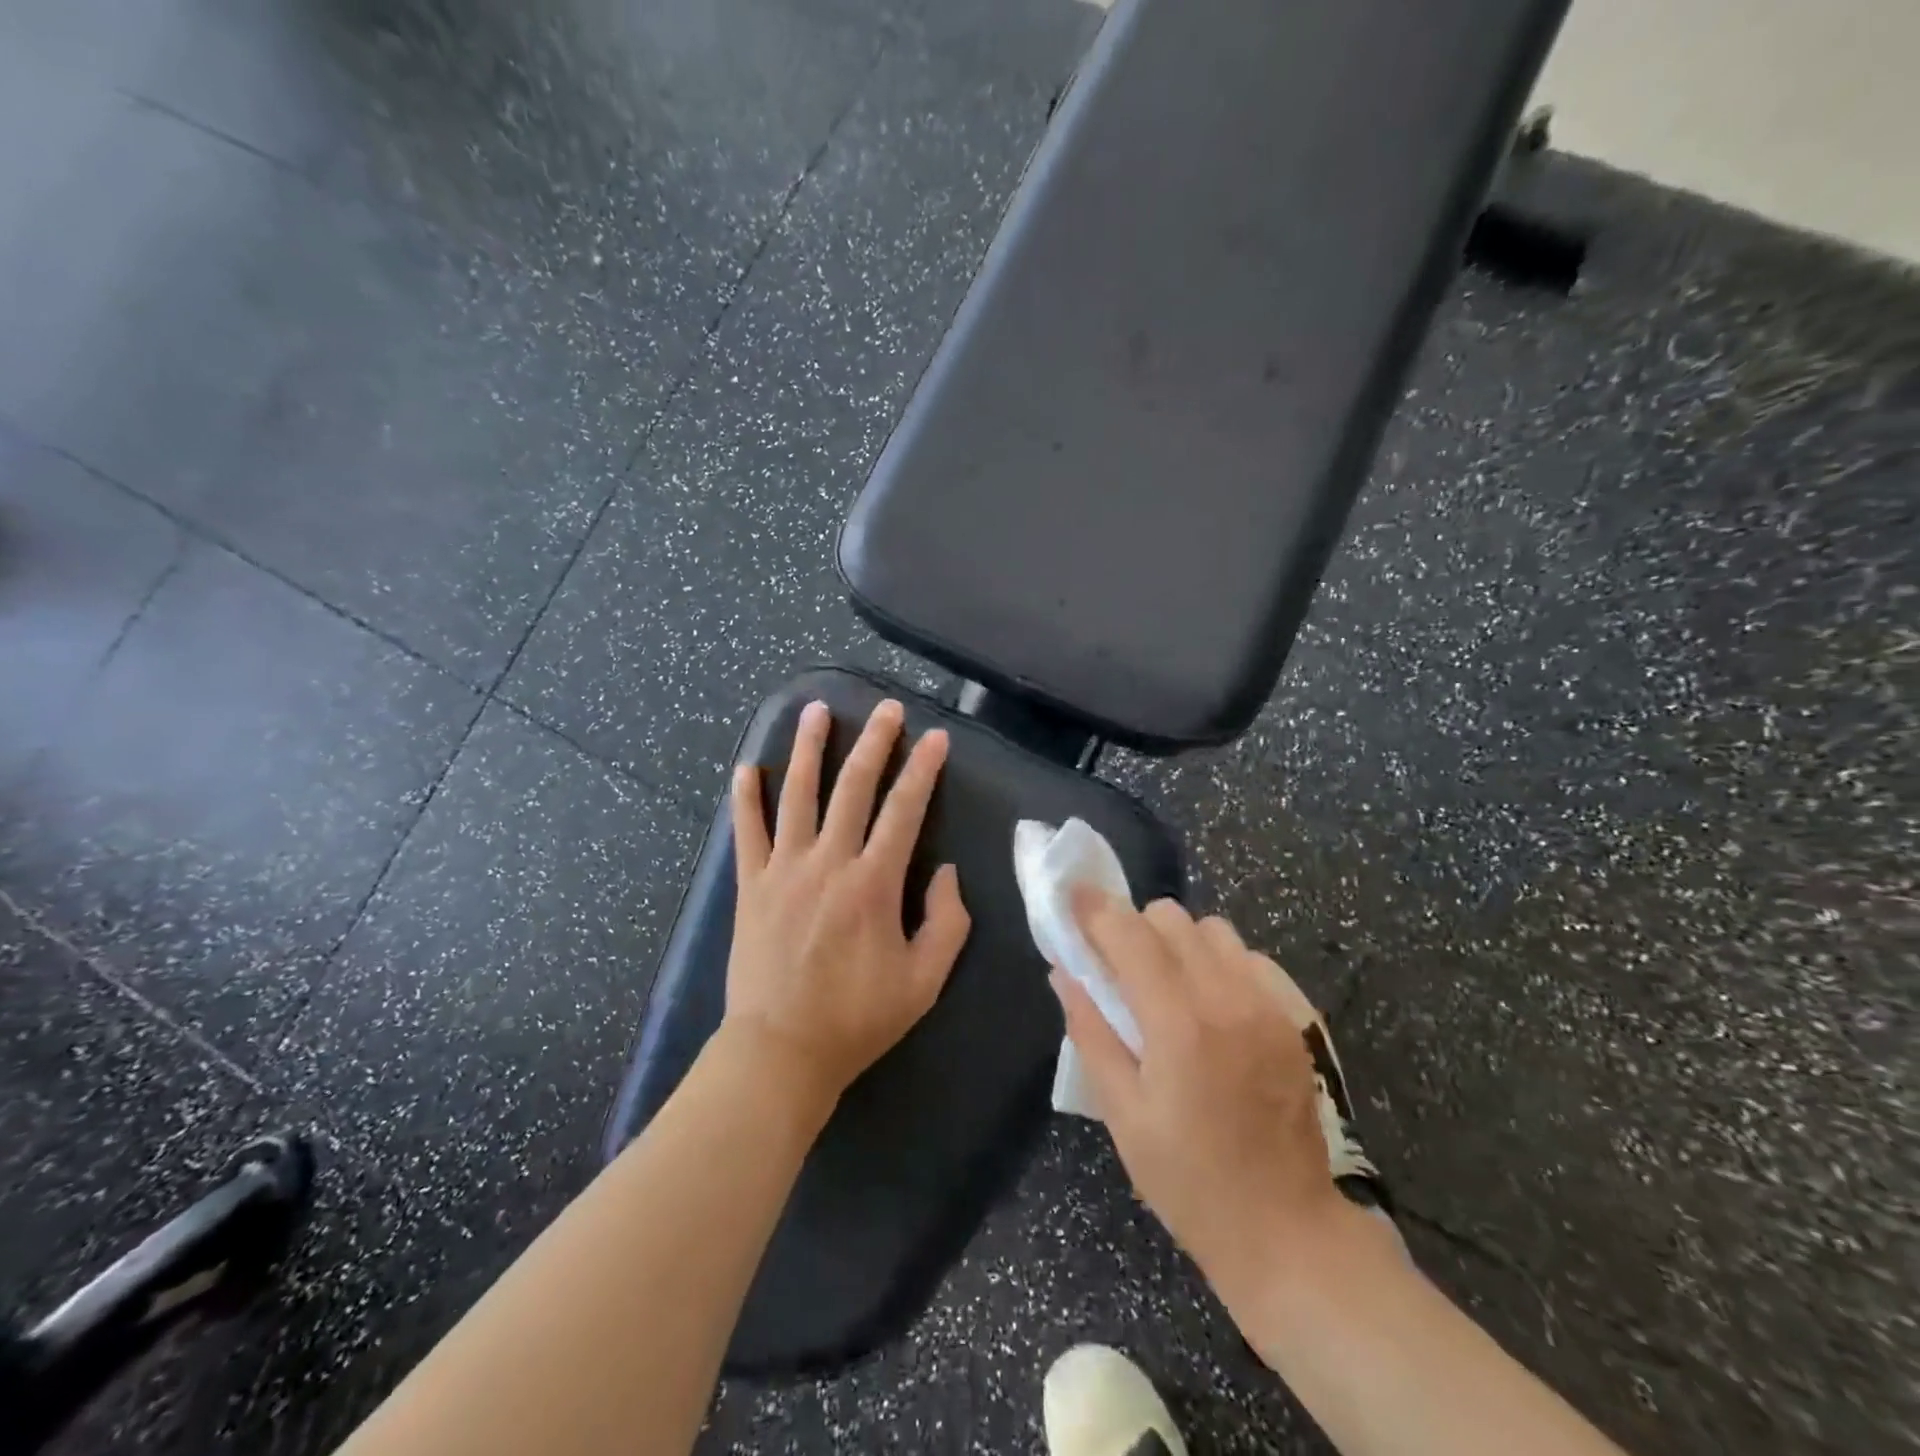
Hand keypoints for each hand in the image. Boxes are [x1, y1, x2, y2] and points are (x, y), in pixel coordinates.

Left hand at [724, 698, 971, 1109]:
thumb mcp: (925, 981)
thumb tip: (946, 872)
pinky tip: (746, 767)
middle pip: (853, 787)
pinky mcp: (751, 885)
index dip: (923, 771)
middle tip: (887, 709)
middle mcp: (828, 863)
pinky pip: (746, 831)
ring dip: (808, 749)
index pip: (904, 811)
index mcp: (873, 884)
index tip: (936, 738)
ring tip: (816, 710)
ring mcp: (783, 870)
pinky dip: (745, 798)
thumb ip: (947, 922)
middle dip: (874, 743)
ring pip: (797, 795)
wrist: (780, 1051)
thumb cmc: (858, 1019)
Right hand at [1050, 894, 1350, 1292]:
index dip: (1094, 909)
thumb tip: (1063, 973)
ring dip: (1178, 941)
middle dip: (1133, 927)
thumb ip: (1090, 1032)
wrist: (1288, 1229)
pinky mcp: (1294, 1016)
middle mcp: (1227, 997)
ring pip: (1212, 928)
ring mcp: (1268, 1003)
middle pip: (1171, 918)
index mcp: (1178, 1024)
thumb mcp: (1123, 1114)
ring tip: (1166, 982)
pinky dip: (1219, 961)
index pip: (1129, 935)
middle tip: (1117, 964)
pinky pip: (1248, 956)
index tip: (1071, 896)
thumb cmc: (1189, 1180)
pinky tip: (1211, 1002)